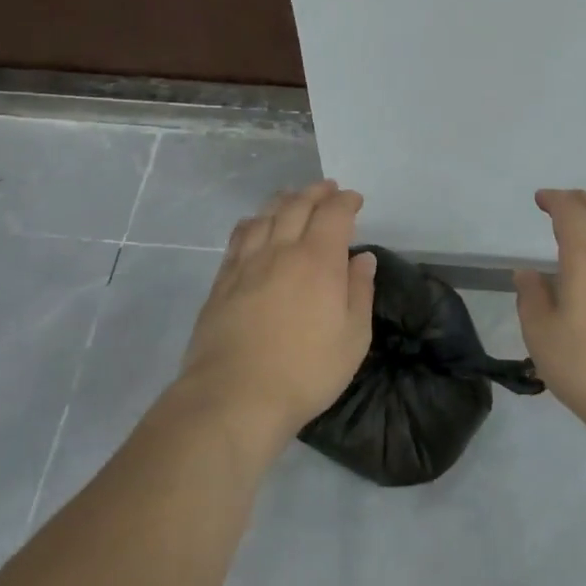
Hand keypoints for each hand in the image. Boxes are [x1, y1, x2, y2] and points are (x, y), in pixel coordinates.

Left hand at [179, 180, 376, 448]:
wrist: (234, 396)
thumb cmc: (305, 371)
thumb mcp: (353, 338)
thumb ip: (359, 291)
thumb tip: (363, 257)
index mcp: (318, 260)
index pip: (333, 214)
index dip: (346, 202)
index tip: (355, 200)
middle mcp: (281, 250)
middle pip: (297, 205)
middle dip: (316, 192)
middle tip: (328, 189)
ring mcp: (247, 263)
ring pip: (265, 215)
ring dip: (284, 200)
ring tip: (293, 198)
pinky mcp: (222, 280)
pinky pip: (239, 236)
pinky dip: (254, 221)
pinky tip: (256, 224)